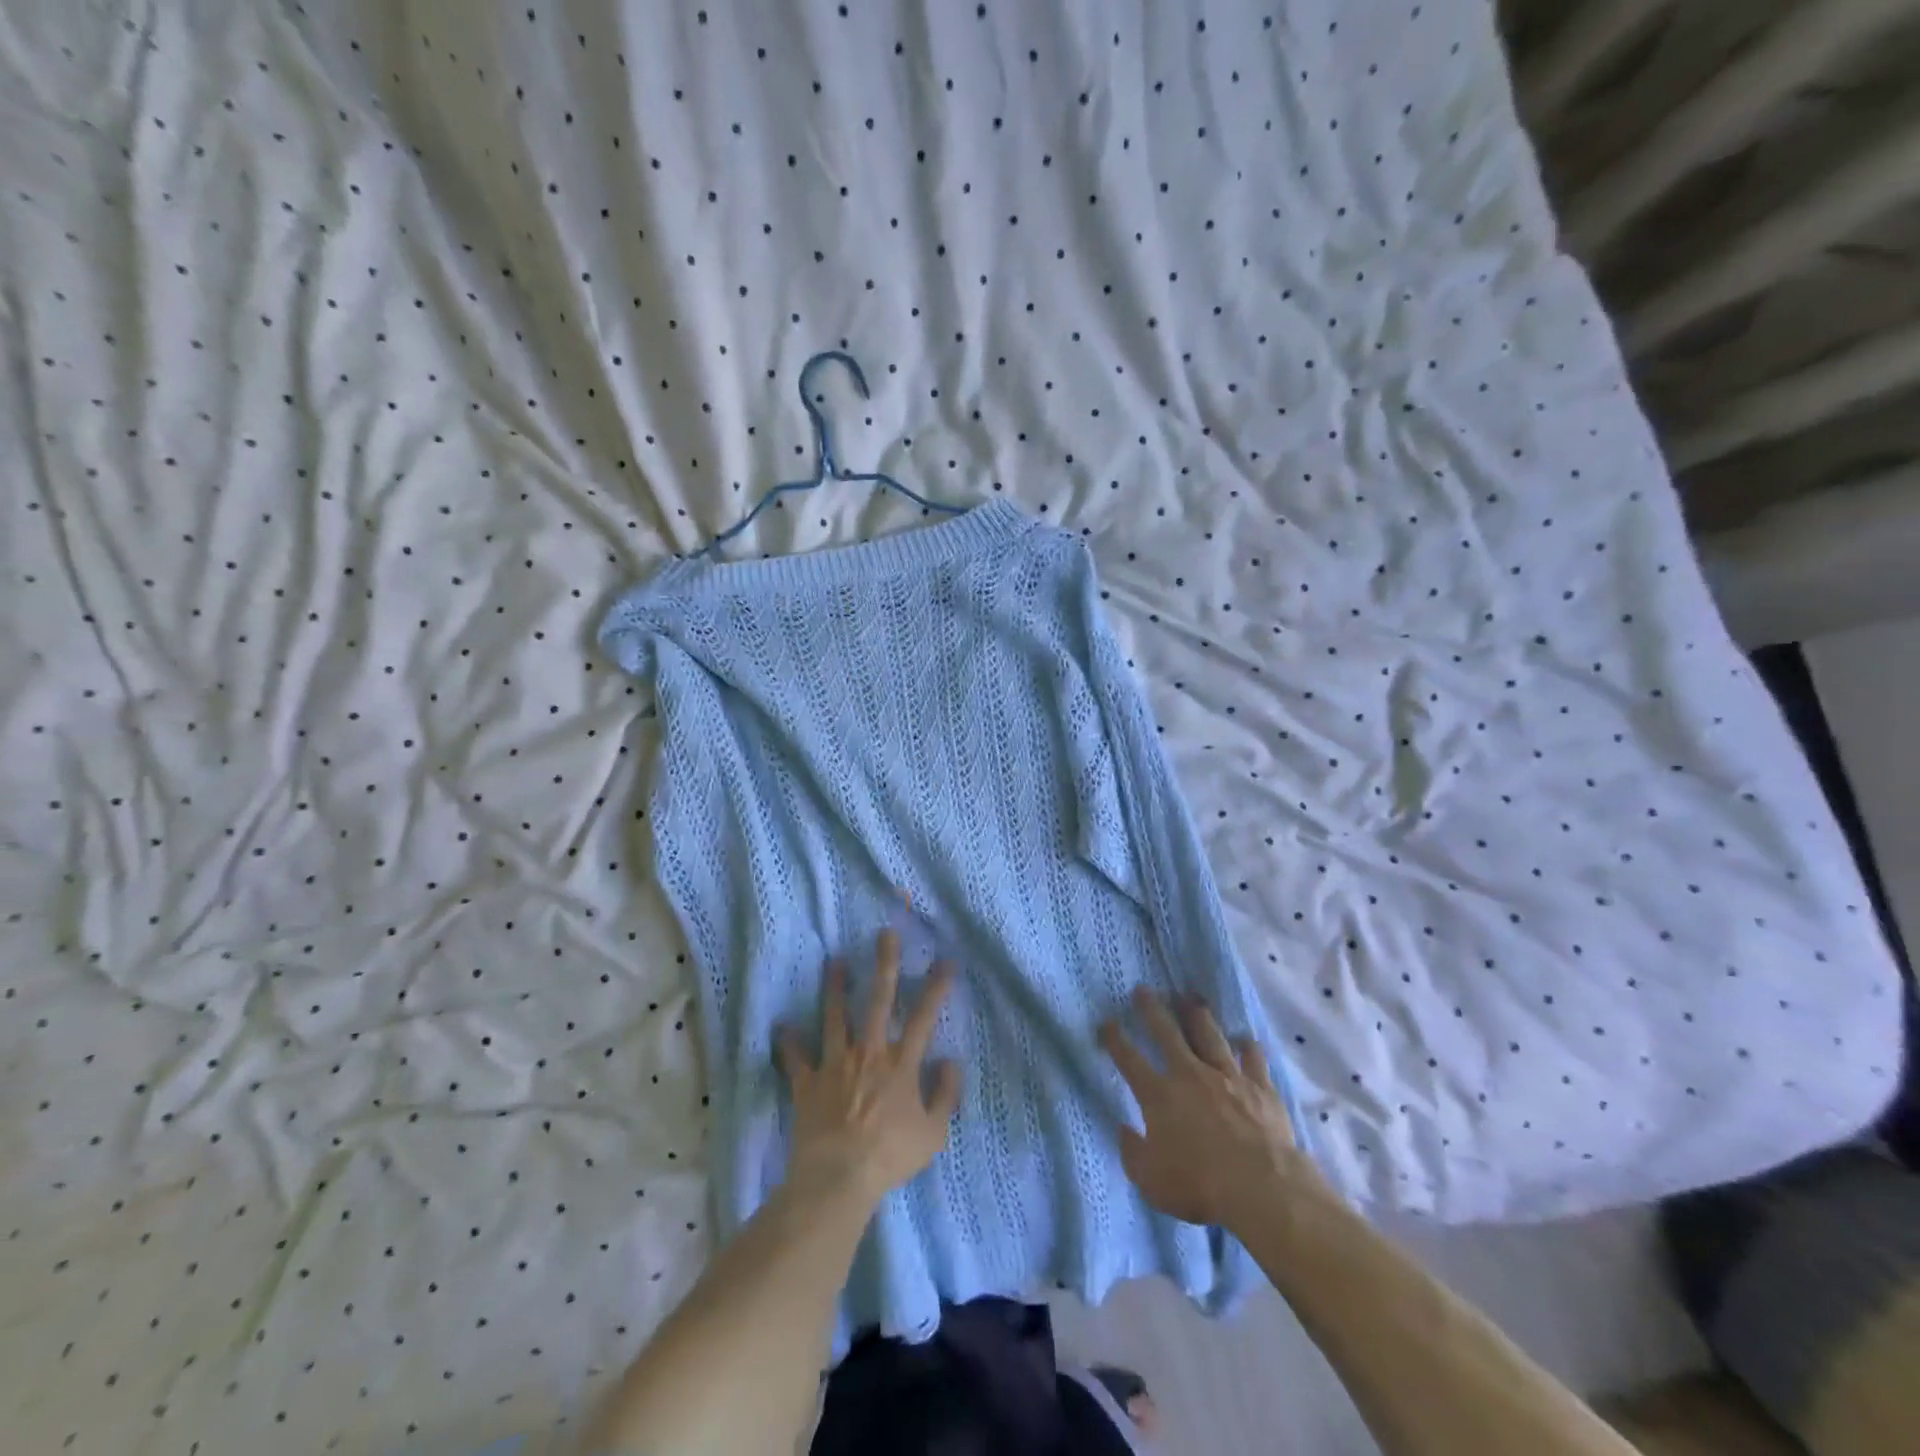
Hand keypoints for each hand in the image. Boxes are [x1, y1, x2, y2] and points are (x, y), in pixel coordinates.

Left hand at [776, 930, 962, 1206]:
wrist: (838, 1177)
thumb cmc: (890, 1156)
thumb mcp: (933, 1134)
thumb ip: (945, 1095)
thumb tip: (951, 1062)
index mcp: (901, 1064)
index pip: (924, 1016)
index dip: (936, 987)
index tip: (945, 960)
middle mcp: (868, 1053)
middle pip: (877, 1001)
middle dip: (884, 965)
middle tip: (884, 934)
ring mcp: (835, 1064)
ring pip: (835, 1017)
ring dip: (835, 988)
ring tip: (833, 961)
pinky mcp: (807, 1082)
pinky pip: (796, 1059)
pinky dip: (788, 1043)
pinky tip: (781, 1026)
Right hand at [1101, 988, 1322, 1230]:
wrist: (1261, 1186)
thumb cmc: (1200, 1186)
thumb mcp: (1151, 1181)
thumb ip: (1132, 1153)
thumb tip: (1123, 1130)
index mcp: (1159, 1095)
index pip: (1129, 1059)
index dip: (1115, 1039)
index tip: (1107, 1022)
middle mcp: (1190, 1074)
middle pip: (1167, 1033)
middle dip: (1152, 1009)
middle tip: (1143, 990)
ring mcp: (1227, 1076)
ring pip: (1209, 1035)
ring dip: (1197, 1015)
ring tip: (1191, 998)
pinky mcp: (1260, 1087)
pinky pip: (1252, 1058)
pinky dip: (1247, 1047)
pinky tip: (1244, 1039)